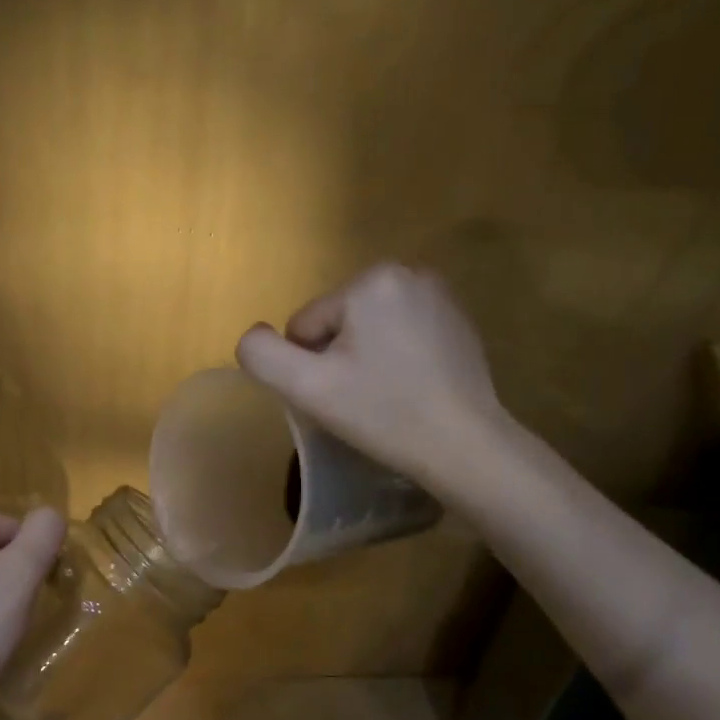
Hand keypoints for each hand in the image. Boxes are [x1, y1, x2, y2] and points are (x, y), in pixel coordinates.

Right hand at [236, 263, 509, 496]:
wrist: (465, 446)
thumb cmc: (383, 413)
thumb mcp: (306, 387)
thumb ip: (262, 355)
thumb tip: (254, 337)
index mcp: (370, 280)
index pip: (305, 326)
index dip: (310, 366)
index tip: (340, 394)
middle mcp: (408, 273)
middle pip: (336, 323)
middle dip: (338, 358)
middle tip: (360, 397)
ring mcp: (439, 296)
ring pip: (366, 330)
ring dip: (365, 359)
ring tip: (386, 394)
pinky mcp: (457, 321)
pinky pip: (400, 335)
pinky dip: (396, 359)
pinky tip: (411, 388)